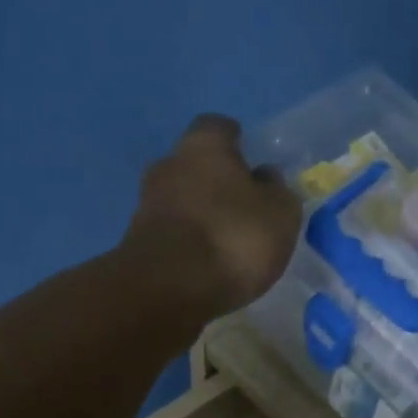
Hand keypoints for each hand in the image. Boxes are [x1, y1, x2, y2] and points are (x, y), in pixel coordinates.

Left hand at [121, 114, 302, 316]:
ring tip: (224, 243)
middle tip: (241, 208)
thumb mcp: (280, 215)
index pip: (219, 128)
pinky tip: (204, 266)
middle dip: (215, 182)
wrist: (169, 289)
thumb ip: (278, 191)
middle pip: (194, 165)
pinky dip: (186, 245)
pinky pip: (170, 235)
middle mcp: (168, 165)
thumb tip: (266, 177)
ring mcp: (146, 205)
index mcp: (203, 144)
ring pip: (180, 201)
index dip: (237, 143)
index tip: (251, 163)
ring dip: (199, 216)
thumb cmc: (232, 239)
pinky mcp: (136, 244)